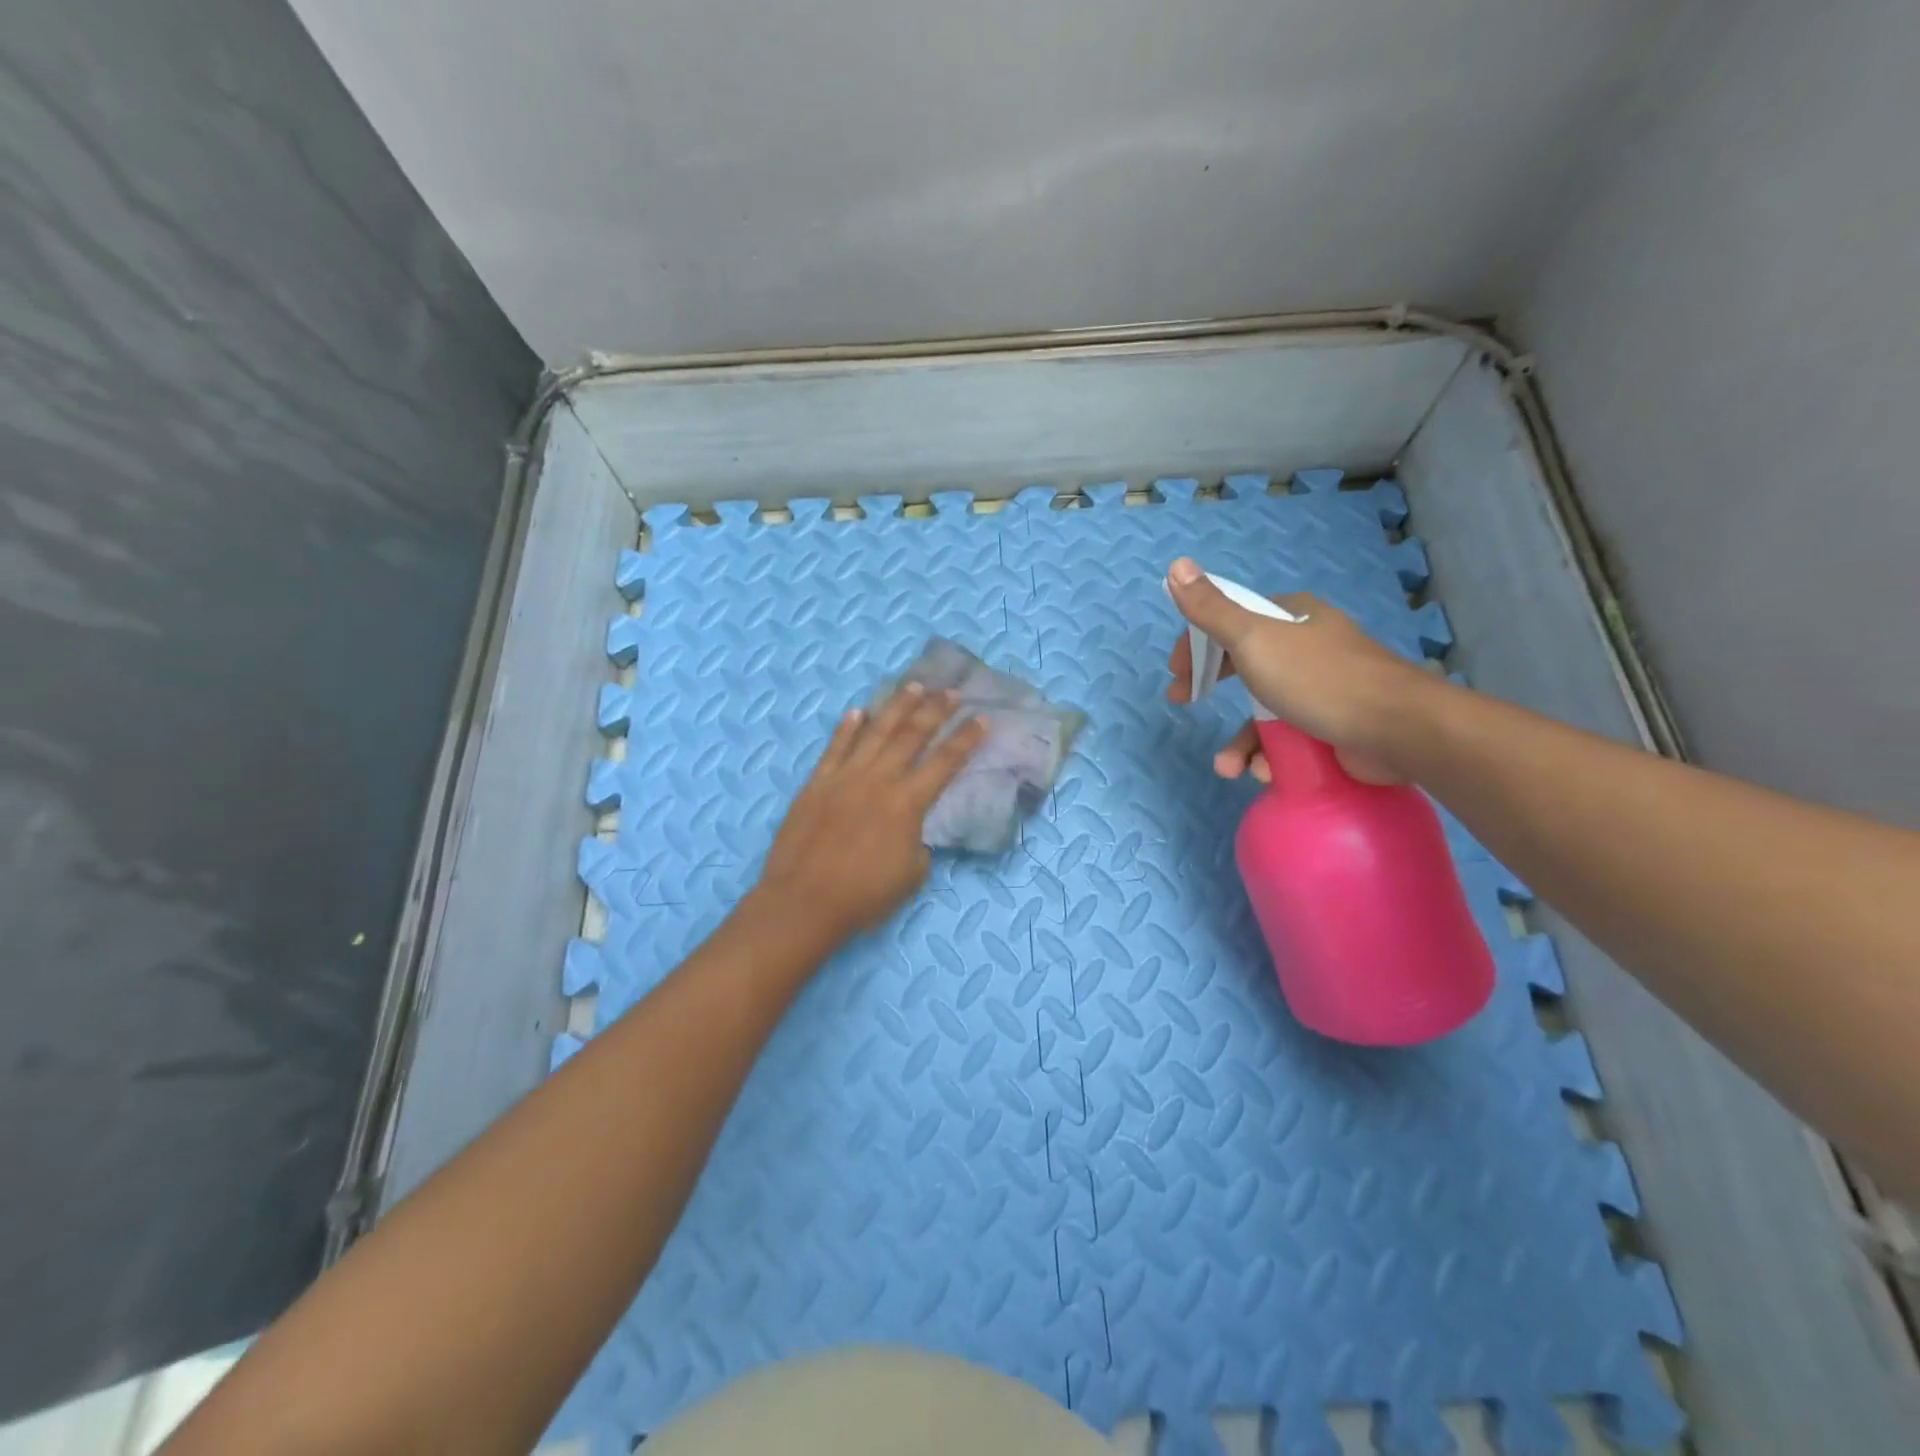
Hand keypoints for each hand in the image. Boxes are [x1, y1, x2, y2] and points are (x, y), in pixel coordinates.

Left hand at [756, 684, 988, 939]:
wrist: (803, 902)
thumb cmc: (863, 896)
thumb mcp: (911, 875)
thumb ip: (919, 844)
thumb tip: (912, 830)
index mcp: (907, 803)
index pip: (945, 762)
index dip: (965, 739)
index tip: (982, 717)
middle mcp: (878, 780)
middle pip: (912, 735)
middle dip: (935, 710)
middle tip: (951, 691)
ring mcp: (844, 777)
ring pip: (875, 731)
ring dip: (896, 706)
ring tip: (914, 686)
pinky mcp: (816, 783)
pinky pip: (835, 747)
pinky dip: (847, 728)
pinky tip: (857, 711)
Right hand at [1164, 557, 1429, 784]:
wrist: (1397, 730)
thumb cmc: (1319, 679)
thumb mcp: (1254, 639)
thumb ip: (1211, 610)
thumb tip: (1176, 564)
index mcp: (1290, 617)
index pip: (1231, 620)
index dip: (1197, 644)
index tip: (1176, 672)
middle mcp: (1307, 646)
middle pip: (1244, 663)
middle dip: (1211, 687)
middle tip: (1182, 703)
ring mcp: (1322, 687)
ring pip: (1264, 710)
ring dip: (1241, 741)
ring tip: (1229, 767)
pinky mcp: (1334, 724)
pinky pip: (1288, 737)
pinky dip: (1271, 756)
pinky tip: (1265, 772)